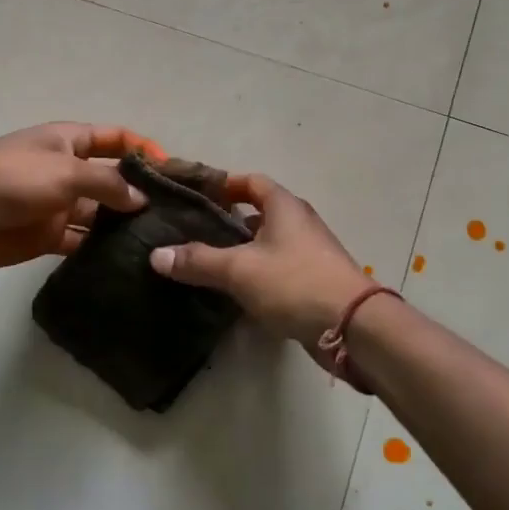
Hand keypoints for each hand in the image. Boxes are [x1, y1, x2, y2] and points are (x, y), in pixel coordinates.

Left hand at [0, 123, 164, 269]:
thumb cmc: (12, 177)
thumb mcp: (65, 170)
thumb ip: (107, 183)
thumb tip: (141, 200)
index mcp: (69, 141)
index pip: (114, 138)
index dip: (142, 149)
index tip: (172, 170)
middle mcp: (67, 170)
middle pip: (111, 179)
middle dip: (138, 193)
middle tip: (175, 215)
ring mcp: (57, 204)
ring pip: (99, 214)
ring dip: (122, 225)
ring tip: (159, 242)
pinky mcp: (47, 236)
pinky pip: (80, 241)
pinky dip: (99, 249)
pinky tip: (127, 261)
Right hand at [147, 173, 371, 358]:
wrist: (352, 327)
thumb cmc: (294, 283)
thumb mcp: (239, 269)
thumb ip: (198, 260)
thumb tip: (156, 254)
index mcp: (284, 206)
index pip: (250, 181)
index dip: (223, 184)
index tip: (195, 194)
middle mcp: (298, 222)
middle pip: (258, 211)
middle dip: (227, 218)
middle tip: (191, 229)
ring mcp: (309, 252)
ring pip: (266, 242)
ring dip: (240, 248)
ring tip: (204, 260)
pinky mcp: (312, 281)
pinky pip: (276, 268)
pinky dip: (254, 272)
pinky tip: (233, 289)